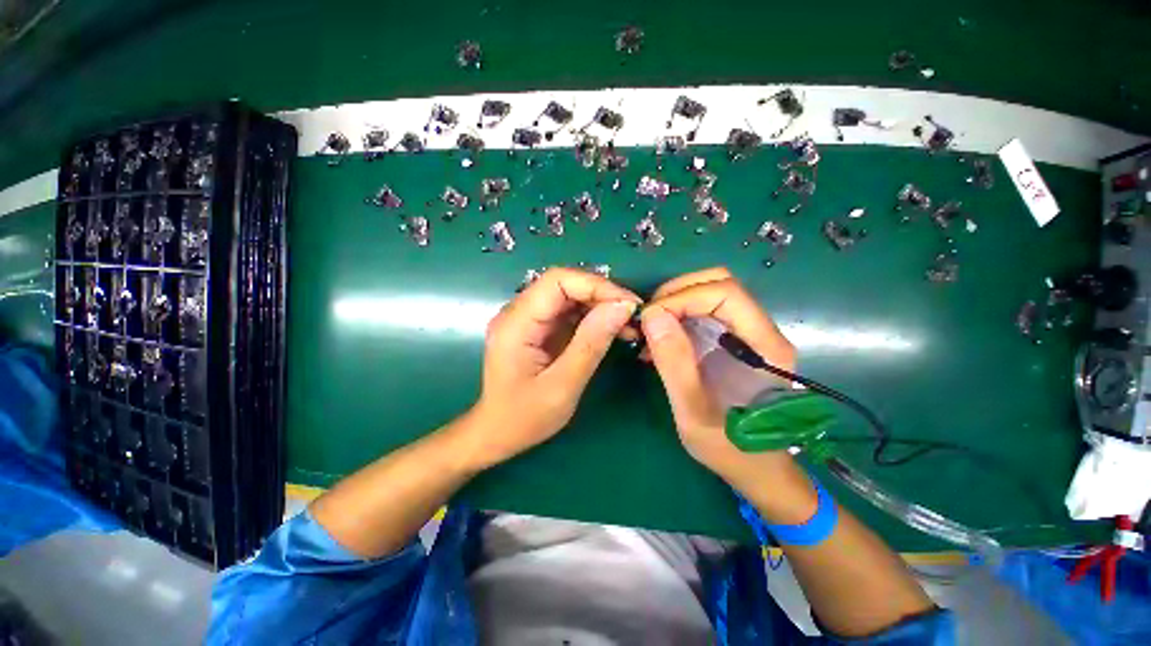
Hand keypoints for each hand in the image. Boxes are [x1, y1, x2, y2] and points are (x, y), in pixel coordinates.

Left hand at [464, 268, 639, 468]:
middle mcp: (518, 312)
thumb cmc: (525, 418)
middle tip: (632, 316)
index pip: (557, 281)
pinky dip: (592, 318)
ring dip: (600, 306)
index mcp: (516, 323)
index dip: (596, 285)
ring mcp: (527, 319)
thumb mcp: (562, 386)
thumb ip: (591, 344)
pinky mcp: (537, 328)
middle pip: (564, 285)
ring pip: (569, 296)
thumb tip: (622, 308)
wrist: (498, 434)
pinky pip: (568, 312)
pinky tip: (612, 330)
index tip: (628, 304)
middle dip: (602, 295)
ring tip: (628, 325)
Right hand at [640, 268, 799, 488]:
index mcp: (764, 346)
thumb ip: (675, 363)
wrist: (756, 469)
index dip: (682, 297)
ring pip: (708, 294)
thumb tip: (652, 316)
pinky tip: (659, 341)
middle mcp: (760, 330)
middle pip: (718, 283)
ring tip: (650, 332)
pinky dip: (676, 317)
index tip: (650, 320)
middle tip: (648, 320)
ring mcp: (745, 333)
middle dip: (676, 293)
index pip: (725, 292)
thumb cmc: (731, 448)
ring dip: (673, 303)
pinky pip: (702, 312)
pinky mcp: (731, 340)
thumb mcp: (694, 412)